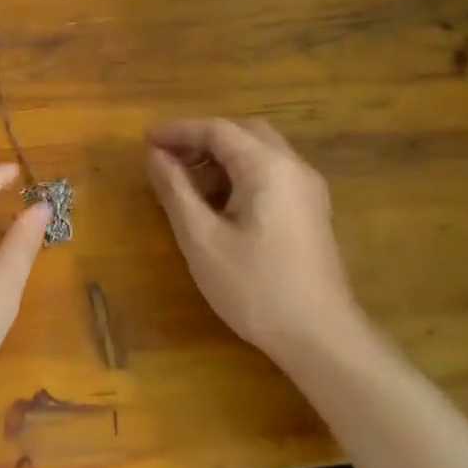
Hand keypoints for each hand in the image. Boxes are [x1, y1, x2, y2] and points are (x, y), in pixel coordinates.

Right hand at [145, 119, 367, 364]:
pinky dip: (241, 174)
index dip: (178, 131)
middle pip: (244, 133)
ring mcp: (308, 189)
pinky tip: (220, 205)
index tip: (146, 141)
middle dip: (202, 139)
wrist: (321, 337)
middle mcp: (293, 167)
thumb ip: (176, 191)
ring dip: (222, 157)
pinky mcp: (311, 212)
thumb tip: (155, 156)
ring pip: (260, 152)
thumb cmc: (255, 287)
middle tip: (168, 158)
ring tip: (187, 183)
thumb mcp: (202, 239)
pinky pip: (272, 174)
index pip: (218, 130)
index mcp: (267, 167)